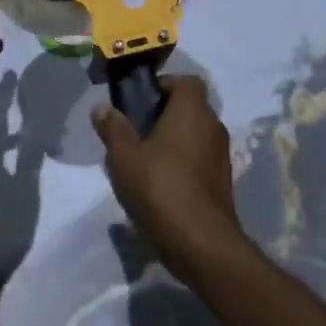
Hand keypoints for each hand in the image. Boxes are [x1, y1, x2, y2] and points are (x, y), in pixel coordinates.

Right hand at [92, 76, 243, 278]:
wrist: (202, 244)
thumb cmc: (161, 189)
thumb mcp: (125, 158)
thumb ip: (113, 129)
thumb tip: (102, 108)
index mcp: (192, 110)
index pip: (186, 81)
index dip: (164, 86)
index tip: (140, 102)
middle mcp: (212, 126)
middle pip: (189, 108)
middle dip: (164, 116)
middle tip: (135, 133)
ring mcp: (221, 156)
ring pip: (194, 136)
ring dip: (173, 142)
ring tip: (143, 162)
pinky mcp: (223, 182)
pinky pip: (200, 160)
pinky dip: (183, 165)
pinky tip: (160, 186)